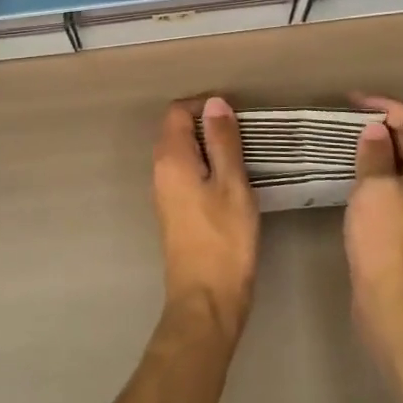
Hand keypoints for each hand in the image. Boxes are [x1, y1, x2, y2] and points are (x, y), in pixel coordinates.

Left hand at [152, 97, 259, 340]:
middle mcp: (160, 170)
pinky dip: (205, 167)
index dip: (205, 105)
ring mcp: (164, 192)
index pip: (178, 111)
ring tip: (242, 155)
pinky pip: (185, 173)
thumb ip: (223, 141)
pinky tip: (230, 181)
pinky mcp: (174, 211)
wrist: (206, 300)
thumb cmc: (224, 239)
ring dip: (207, 147)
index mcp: (171, 158)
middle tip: (243, 134)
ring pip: (182, 152)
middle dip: (207, 124)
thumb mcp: (232, 184)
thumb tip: (215, 102)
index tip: (235, 115)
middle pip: (176, 130)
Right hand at [345, 94, 402, 360]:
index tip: (351, 101)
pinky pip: (400, 182)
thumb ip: (376, 154)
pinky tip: (356, 172)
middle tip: (347, 117)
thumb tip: (375, 131)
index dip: (386, 104)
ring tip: (347, 138)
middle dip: (384, 121)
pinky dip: (380, 169)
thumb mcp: (375, 190)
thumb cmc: (386, 243)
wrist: (397, 308)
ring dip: (381, 146)